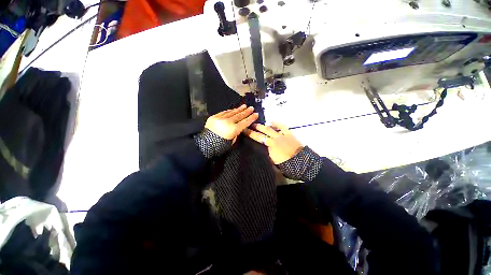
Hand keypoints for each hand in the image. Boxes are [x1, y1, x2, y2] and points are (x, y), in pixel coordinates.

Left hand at [205, 105, 258, 141]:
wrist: (206, 144)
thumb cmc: (220, 145)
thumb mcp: (232, 141)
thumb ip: (236, 132)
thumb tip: (239, 126)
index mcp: (233, 129)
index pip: (245, 122)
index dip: (251, 118)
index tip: (256, 114)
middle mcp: (228, 122)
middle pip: (239, 116)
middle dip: (246, 111)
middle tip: (251, 108)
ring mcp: (220, 118)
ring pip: (232, 112)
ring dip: (239, 109)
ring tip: (244, 106)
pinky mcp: (214, 116)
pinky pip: (224, 112)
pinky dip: (230, 111)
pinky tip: (234, 109)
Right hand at [243, 122, 302, 163]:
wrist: (299, 161)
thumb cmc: (285, 163)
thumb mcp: (272, 160)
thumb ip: (267, 152)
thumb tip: (263, 147)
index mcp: (270, 145)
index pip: (258, 138)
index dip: (250, 134)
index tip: (244, 130)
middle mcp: (274, 138)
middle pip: (263, 131)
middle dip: (256, 128)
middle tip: (250, 125)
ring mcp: (282, 135)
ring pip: (271, 128)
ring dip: (264, 126)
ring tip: (259, 124)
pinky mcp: (288, 134)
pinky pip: (282, 127)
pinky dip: (277, 124)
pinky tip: (272, 121)